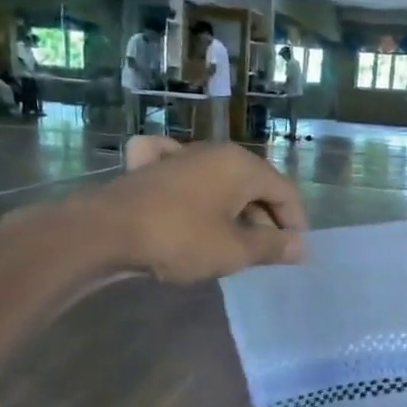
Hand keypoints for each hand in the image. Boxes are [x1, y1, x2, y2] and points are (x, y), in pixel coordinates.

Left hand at [0, 138, 306, 288]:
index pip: (285, 191)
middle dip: (265, 218)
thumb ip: (272, 247)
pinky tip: (189, 194)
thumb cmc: (180, 239)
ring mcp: (179, 155)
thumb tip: (302, 247)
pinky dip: (194, 185)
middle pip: (254, 184)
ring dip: (234, 208)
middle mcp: (214, 152)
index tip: (294, 252)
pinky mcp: (149, 167)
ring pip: (221, 180)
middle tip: (265, 253)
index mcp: (242, 165)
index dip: (296, 222)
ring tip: (233, 240)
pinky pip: (183, 171)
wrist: (104, 233)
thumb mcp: (234, 250)